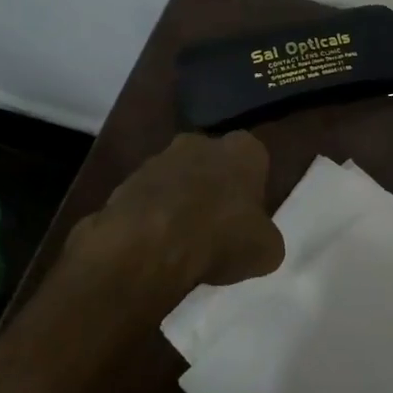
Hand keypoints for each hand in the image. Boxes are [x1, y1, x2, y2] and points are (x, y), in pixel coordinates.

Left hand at [67, 131, 284, 290]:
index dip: (253, 188)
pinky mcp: (126, 181)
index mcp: (243, 149)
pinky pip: (148, 199)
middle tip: (217, 226)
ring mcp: (159, 159)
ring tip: (183, 242)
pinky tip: (156, 246)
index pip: (255, 160)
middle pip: (213, 163)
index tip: (248, 216)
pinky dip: (152, 217)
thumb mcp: (266, 250)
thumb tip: (258, 240)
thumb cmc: (221, 237)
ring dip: (180, 201)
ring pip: (177, 178)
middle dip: (214, 187)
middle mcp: (200, 142)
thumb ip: (265, 237)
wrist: (150, 245)